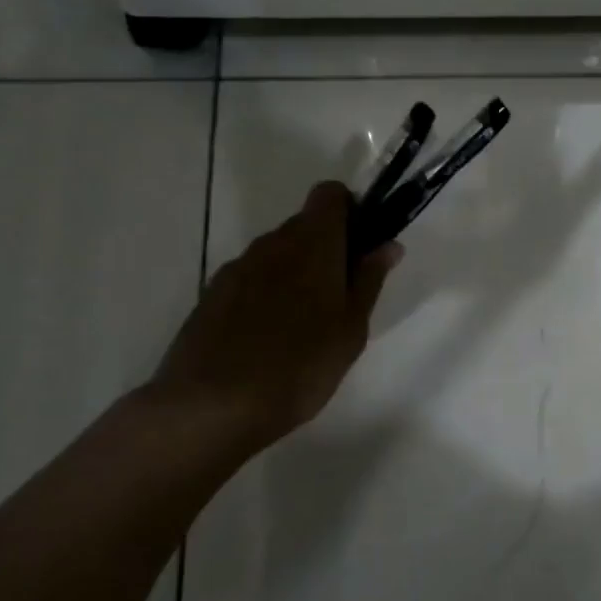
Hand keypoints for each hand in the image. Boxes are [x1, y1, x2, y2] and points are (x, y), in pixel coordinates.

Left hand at [149, 182, 399, 458]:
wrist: (212, 405)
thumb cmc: (300, 367)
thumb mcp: (351, 330)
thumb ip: (369, 281)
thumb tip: (388, 244)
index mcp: (312, 245)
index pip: (330, 195)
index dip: (350, 211)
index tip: (362, 247)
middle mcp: (272, 244)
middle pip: (304, 225)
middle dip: (326, 248)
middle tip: (341, 298)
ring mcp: (237, 268)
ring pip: (276, 253)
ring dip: (296, 272)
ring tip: (304, 325)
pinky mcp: (212, 294)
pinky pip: (251, 278)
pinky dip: (267, 293)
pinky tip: (269, 337)